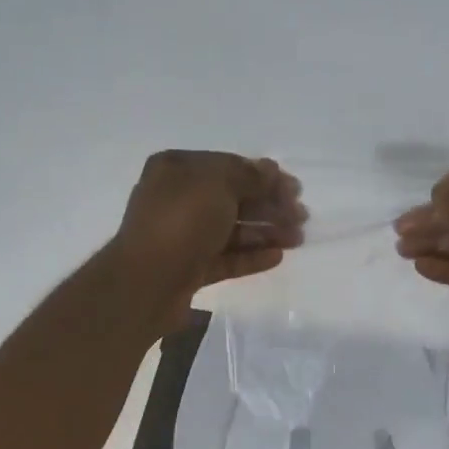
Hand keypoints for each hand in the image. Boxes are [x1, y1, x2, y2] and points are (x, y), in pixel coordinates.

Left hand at [109, 150, 305, 332]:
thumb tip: (270, 170)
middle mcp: (177, 199)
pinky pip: (225, 258)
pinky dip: (250, 256)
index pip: (230, 167)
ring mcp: (182, 236)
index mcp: (177, 169)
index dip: (265, 177)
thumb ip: (249, 176)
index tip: (295, 190)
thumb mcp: (218, 184)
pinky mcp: (189, 268)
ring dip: (265, 232)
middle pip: (233, 199)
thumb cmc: (181, 221)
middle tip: (301, 217)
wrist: (146, 282)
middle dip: (270, 206)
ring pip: (231, 230)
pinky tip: (277, 257)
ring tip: (297, 239)